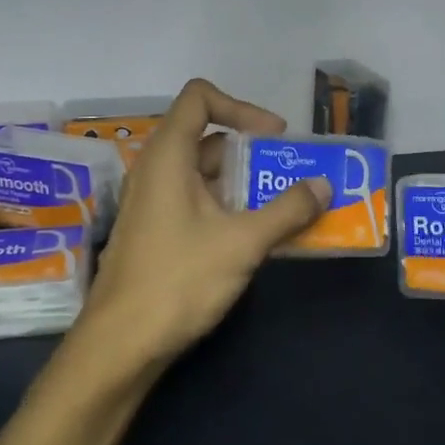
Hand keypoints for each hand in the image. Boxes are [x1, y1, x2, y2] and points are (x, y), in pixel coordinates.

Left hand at [73, 79, 327, 374]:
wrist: (120, 346)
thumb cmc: (178, 281)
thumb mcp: (242, 242)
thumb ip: (287, 210)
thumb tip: (323, 186)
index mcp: (168, 156)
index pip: (199, 98)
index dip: (240, 107)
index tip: (274, 138)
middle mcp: (157, 170)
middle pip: (208, 138)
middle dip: (254, 153)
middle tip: (291, 175)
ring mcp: (154, 204)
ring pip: (206, 175)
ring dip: (246, 185)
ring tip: (285, 208)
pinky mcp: (157, 233)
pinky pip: (199, 203)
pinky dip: (230, 208)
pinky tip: (258, 238)